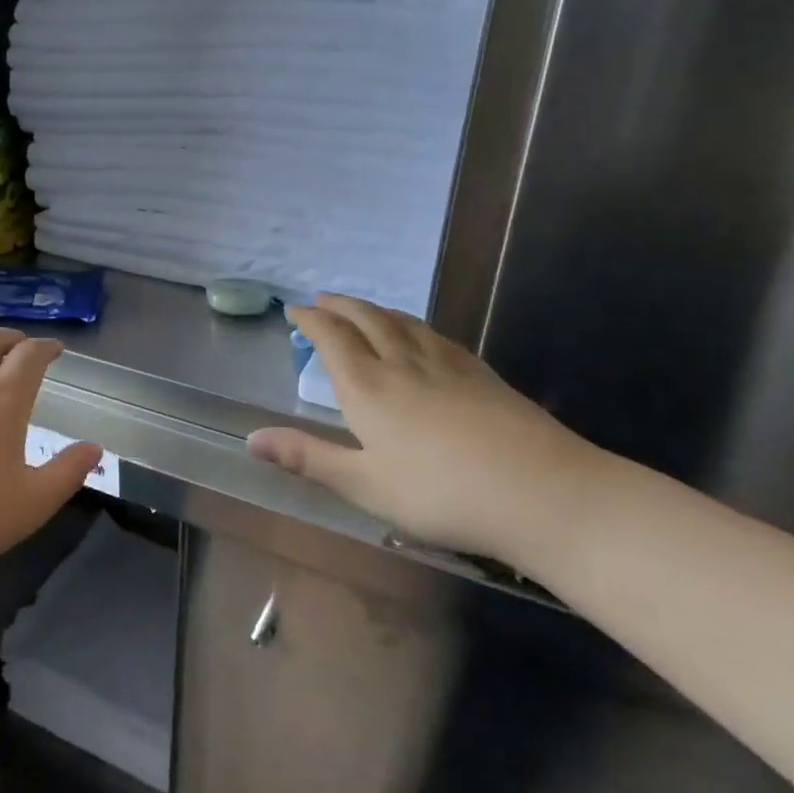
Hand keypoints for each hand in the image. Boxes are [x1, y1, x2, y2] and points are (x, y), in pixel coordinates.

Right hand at [247, 295, 606, 567]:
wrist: (542, 493)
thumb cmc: (441, 494)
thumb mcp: (363, 485)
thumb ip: (307, 458)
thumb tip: (251, 439)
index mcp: (368, 388)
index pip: (332, 339)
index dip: (311, 320)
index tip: (294, 310)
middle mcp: (402, 364)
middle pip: (367, 320)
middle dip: (341, 305)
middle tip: (323, 297)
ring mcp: (447, 366)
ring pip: (403, 323)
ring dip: (375, 309)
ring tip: (363, 307)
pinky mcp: (481, 375)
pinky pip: (435, 335)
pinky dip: (413, 324)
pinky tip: (420, 333)